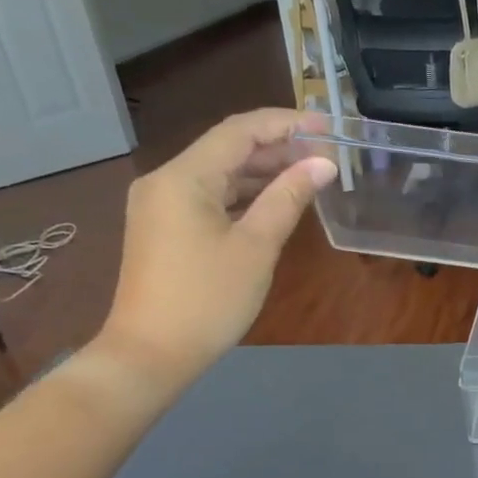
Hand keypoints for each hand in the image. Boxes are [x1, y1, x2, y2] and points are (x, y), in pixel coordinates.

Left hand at [97, 109, 335, 386]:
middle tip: (325, 154)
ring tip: (309, 174)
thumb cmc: (207, 300)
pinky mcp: (164, 227)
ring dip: (262, 171)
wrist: (150, 354)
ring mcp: (160, 204)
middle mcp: (165, 180)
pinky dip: (244, 194)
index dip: (286, 123)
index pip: (239, 131)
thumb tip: (322, 164)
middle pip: (227, 148)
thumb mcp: (256, 247)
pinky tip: (276, 200)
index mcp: (183, 177)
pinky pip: (209, 196)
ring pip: (219, 173)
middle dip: (277, 147)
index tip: (327, 126)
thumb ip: (288, 198)